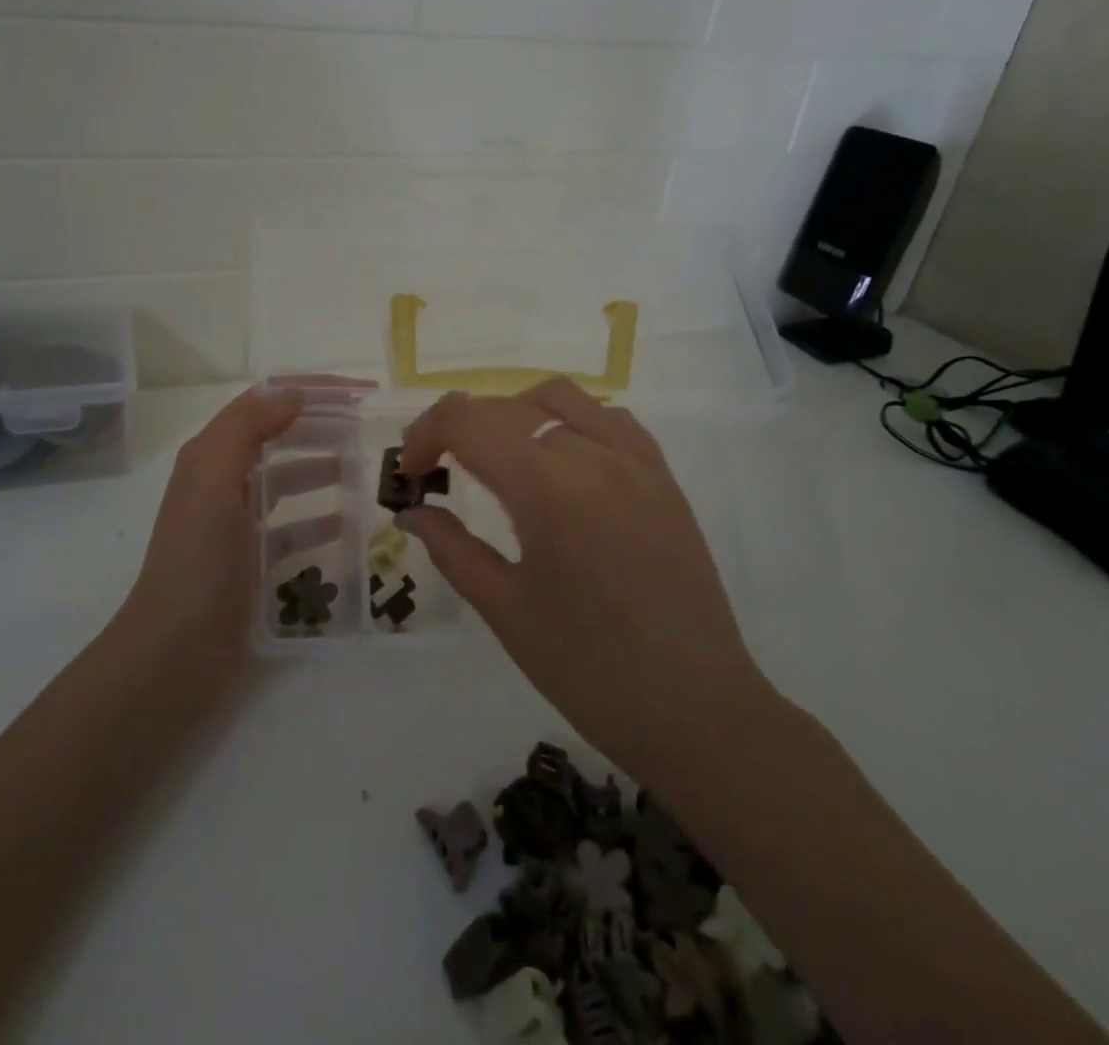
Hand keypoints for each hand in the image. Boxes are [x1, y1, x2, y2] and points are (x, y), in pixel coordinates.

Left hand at [125, 379, 364, 672]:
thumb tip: (293, 393)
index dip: (311, 389)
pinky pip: (292, 526)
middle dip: (321, 424)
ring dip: (323, 467)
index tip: (361, 393)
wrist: (175, 650)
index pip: (263, 400)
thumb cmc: (197, 559)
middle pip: (278, 435)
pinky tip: (349, 523)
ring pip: (287, 478)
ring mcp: (237, 521)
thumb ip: (247, 428)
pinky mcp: (252, 558)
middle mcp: (222, 480)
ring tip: (365, 469)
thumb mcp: (214, 480)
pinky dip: (319, 519)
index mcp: (211, 454)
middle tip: (370, 427)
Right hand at [397, 377, 772, 785]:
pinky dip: (569, 420)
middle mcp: (594, 457)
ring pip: (558, 397)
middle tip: (438, 473)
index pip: (467, 421)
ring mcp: (636, 461)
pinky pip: (609, 418)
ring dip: (512, 414)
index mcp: (548, 490)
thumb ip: (451, 547)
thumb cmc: (589, 671)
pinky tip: (560, 461)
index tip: (411, 474)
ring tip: (498, 458)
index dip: (425, 434)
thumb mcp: (505, 610)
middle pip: (505, 406)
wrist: (696, 710)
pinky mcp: (663, 476)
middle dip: (458, 430)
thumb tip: (411, 511)